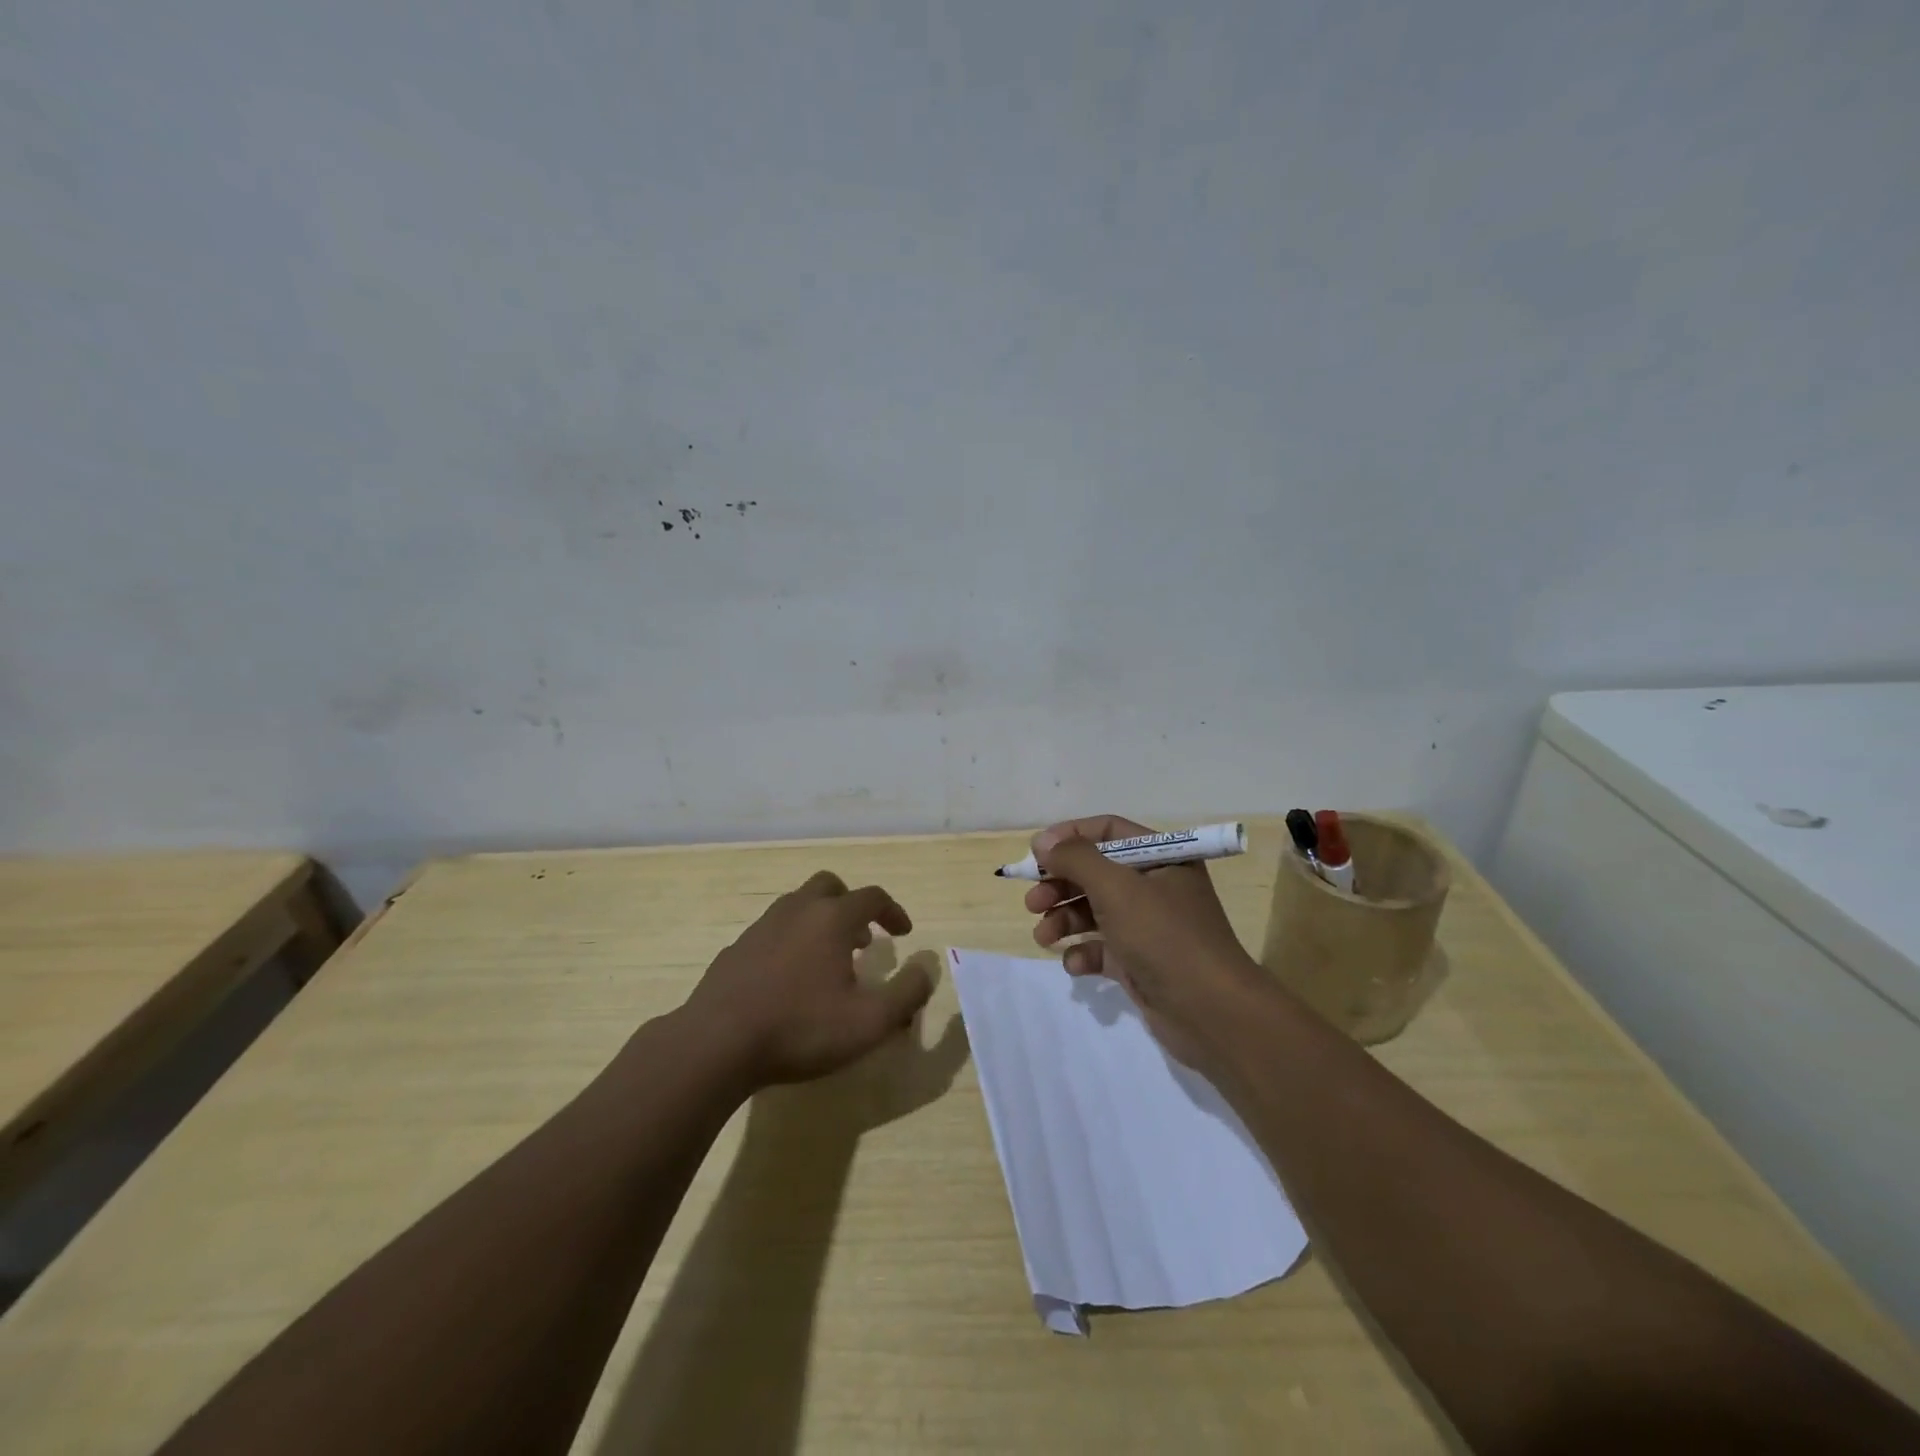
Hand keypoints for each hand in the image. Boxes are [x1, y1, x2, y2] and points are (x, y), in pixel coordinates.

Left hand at [686, 871, 932, 1087]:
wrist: (716, 1044)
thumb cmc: (801, 1029)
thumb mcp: (870, 1021)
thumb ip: (908, 992)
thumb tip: (926, 967)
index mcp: (832, 918)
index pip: (872, 897)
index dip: (893, 911)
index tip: (903, 934)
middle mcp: (797, 911)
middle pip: (829, 886)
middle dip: (851, 906)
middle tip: (861, 939)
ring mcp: (761, 927)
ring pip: (797, 906)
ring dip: (819, 922)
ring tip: (827, 961)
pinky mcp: (735, 950)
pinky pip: (771, 932)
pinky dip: (789, 942)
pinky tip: (787, 980)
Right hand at [1025, 815, 1271, 1064]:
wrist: (1211, 1013)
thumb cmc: (1164, 936)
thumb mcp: (1116, 888)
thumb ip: (1076, 859)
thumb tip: (1043, 842)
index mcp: (1162, 857)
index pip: (1108, 831)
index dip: (1069, 837)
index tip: (1035, 854)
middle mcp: (1156, 886)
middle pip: (1096, 872)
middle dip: (1060, 884)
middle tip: (1032, 902)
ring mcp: (1148, 926)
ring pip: (1094, 911)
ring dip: (1064, 920)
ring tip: (1043, 936)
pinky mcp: (1140, 961)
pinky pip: (1102, 948)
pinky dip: (1083, 953)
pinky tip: (1075, 964)